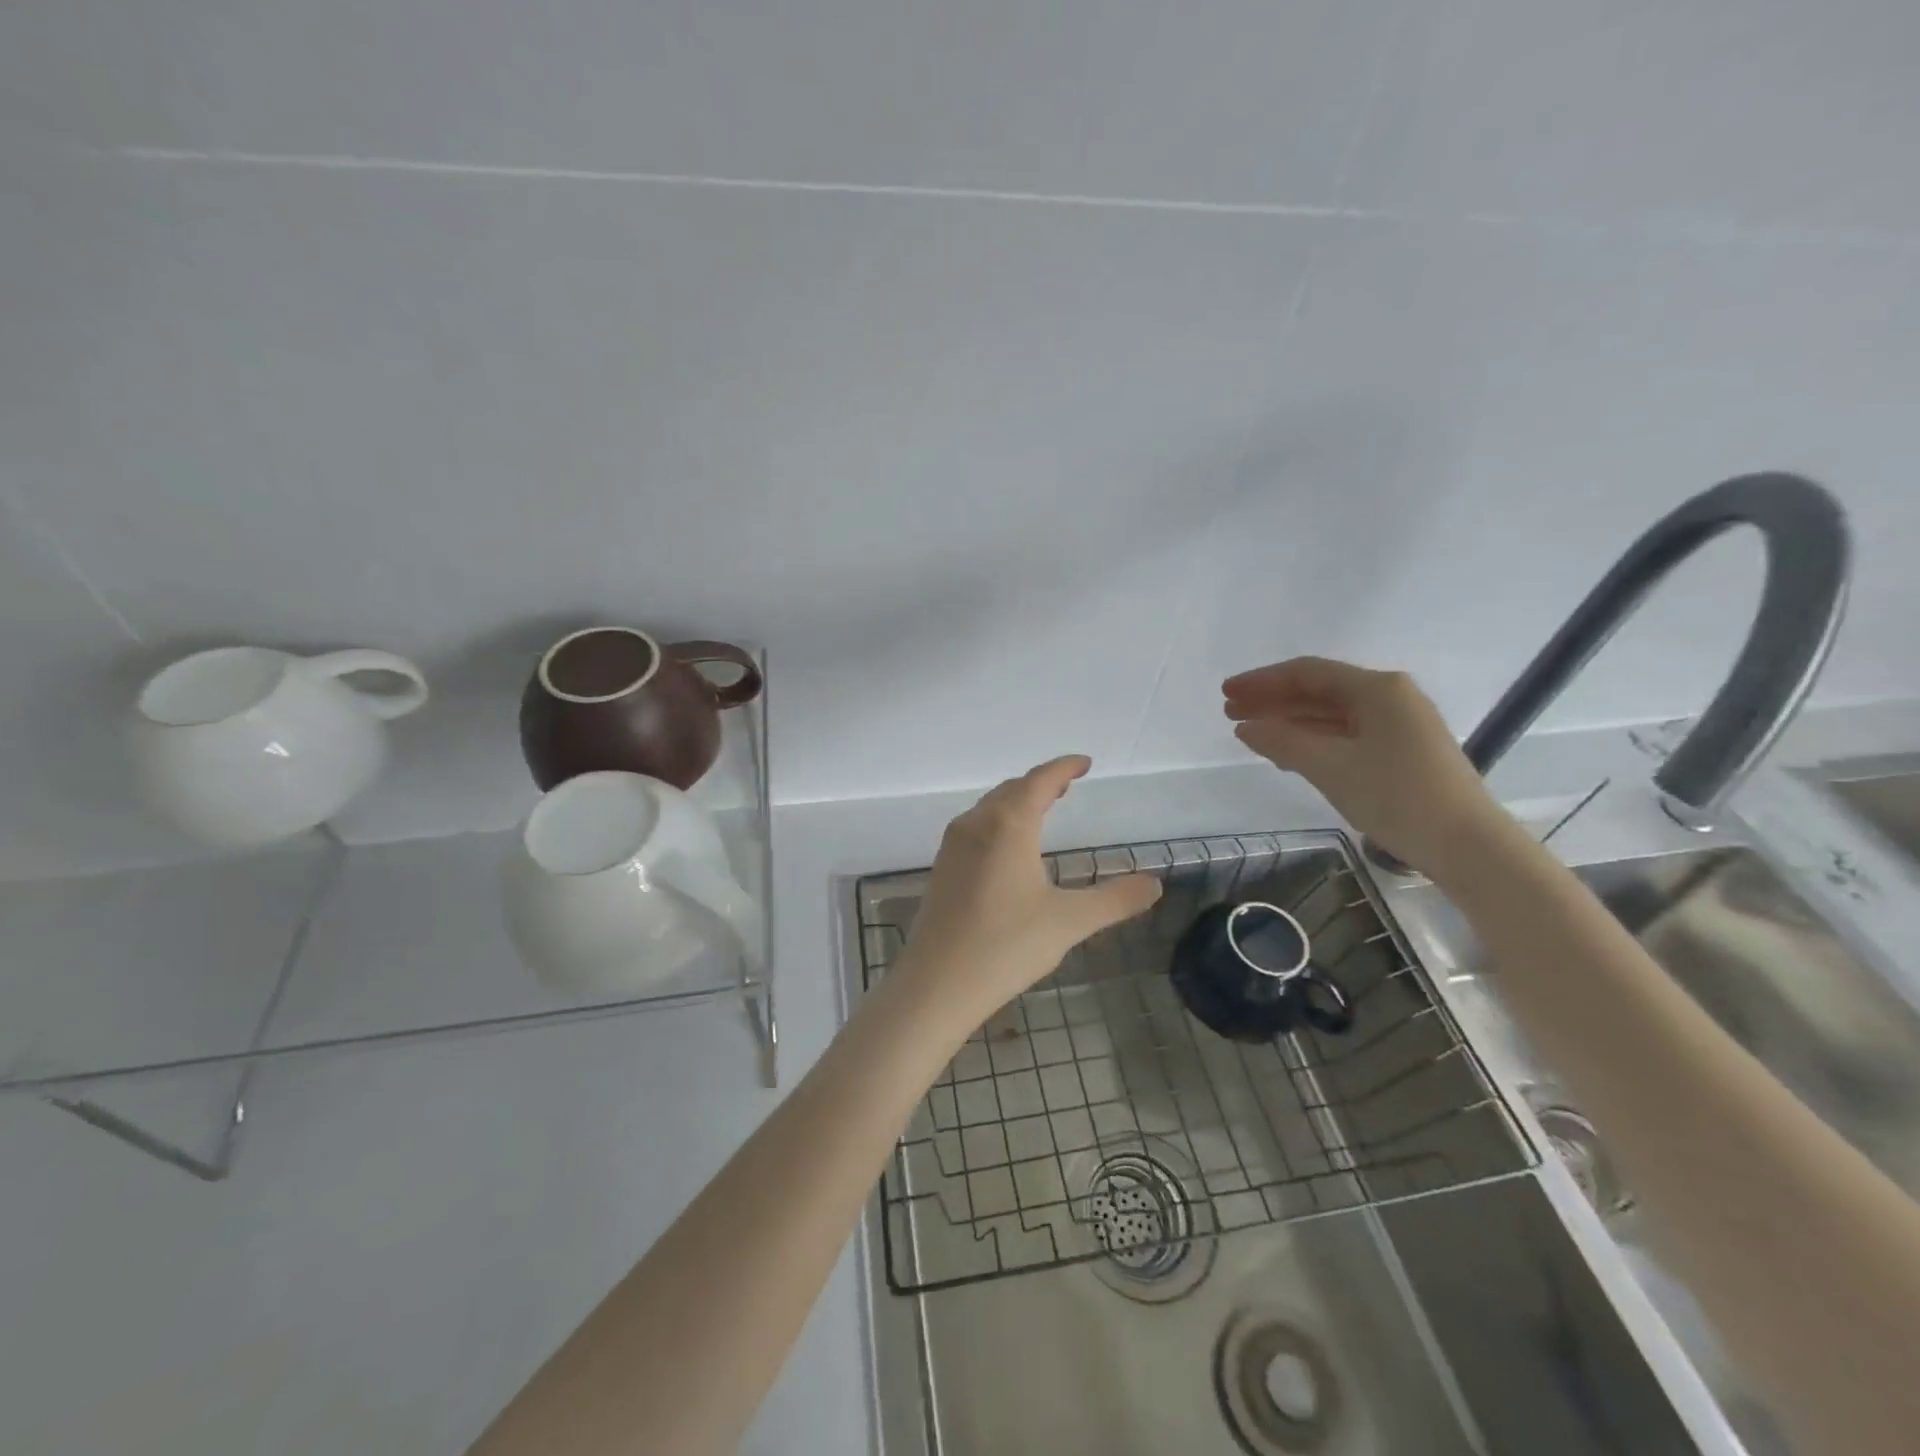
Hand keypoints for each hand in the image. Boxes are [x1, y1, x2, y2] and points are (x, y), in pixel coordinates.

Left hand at [895, 755, 1161, 1029]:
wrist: (936, 983)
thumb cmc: (1006, 946)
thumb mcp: (1069, 922)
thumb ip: (1115, 900)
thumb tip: (1155, 884)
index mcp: (1008, 825)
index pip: (1039, 781)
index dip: (1063, 767)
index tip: (1084, 763)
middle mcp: (977, 824)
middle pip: (1012, 789)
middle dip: (1041, 782)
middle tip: (1067, 785)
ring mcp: (953, 845)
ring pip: (990, 807)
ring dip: (1017, 800)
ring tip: (1042, 808)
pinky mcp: (942, 867)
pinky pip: (975, 826)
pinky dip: (999, 820)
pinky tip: (1008, 846)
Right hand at [1223, 657, 1501, 871]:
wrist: (1468, 846)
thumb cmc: (1397, 796)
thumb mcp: (1331, 767)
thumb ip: (1283, 741)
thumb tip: (1246, 727)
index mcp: (1377, 689)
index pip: (1307, 673)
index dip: (1262, 681)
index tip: (1227, 693)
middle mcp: (1390, 698)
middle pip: (1319, 691)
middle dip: (1273, 700)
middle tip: (1230, 713)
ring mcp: (1399, 726)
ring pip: (1332, 715)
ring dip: (1290, 722)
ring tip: (1252, 733)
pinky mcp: (1402, 752)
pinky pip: (1346, 735)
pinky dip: (1313, 740)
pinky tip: (1288, 754)